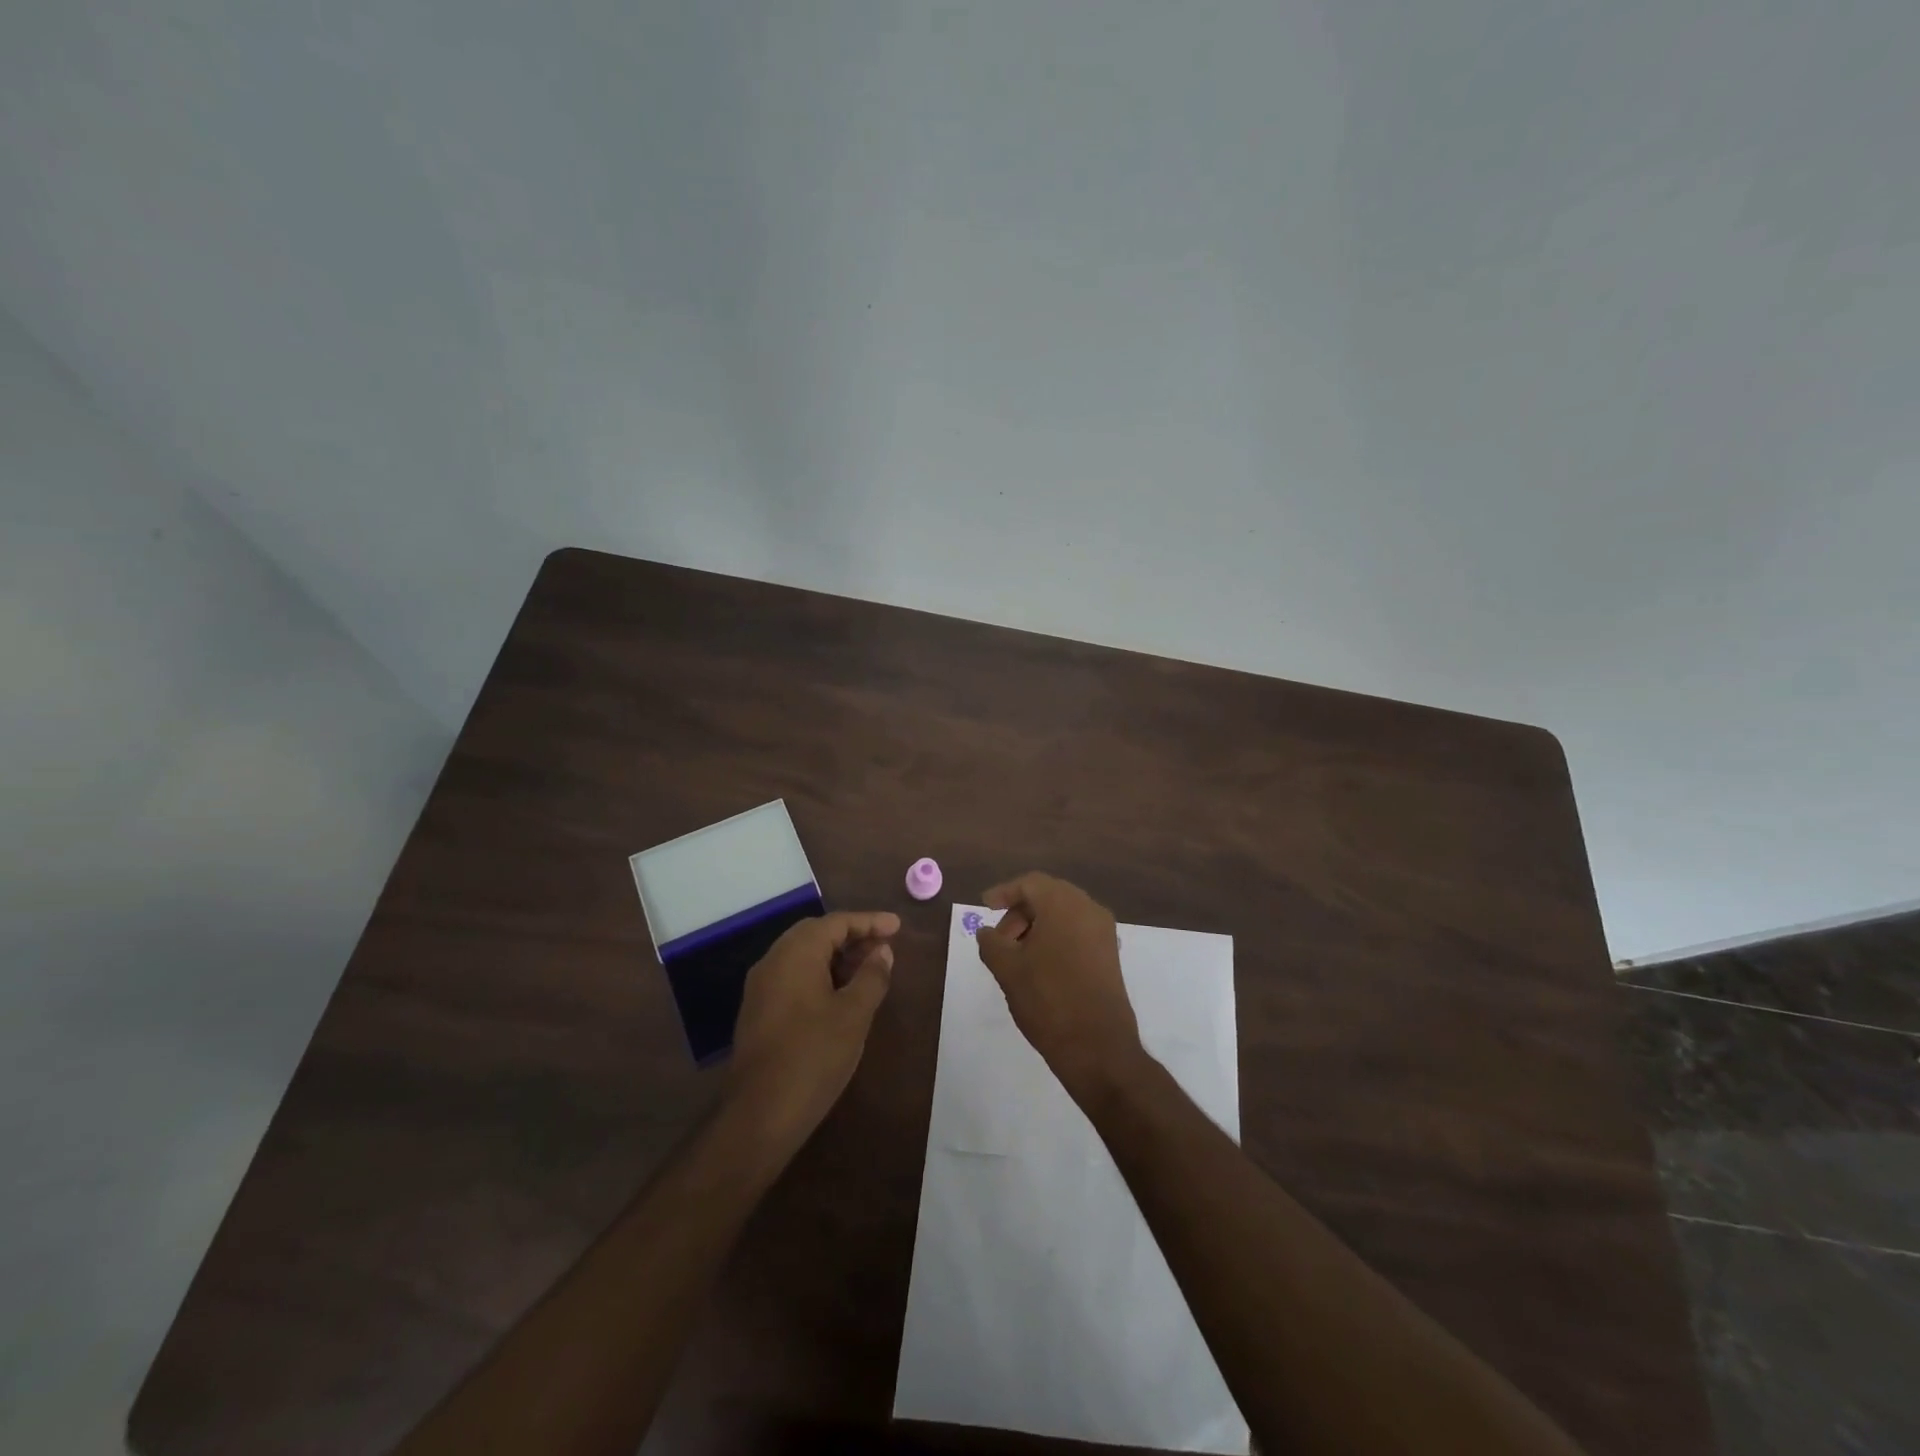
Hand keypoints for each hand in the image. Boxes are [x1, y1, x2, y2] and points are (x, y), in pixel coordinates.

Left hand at [727, 911, 899, 1147]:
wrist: (759, 1115)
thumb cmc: (813, 1057)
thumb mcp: (854, 1014)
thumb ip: (872, 976)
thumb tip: (882, 951)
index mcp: (795, 953)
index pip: (836, 922)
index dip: (870, 922)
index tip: (898, 927)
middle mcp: (773, 961)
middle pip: (816, 934)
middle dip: (852, 936)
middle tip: (884, 945)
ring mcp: (761, 987)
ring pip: (803, 956)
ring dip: (836, 956)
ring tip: (869, 969)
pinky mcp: (758, 1011)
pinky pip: (793, 976)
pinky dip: (820, 974)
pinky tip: (840, 995)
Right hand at [975, 874, 1147, 1107]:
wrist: (1098, 1046)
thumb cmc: (1048, 1000)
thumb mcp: (1008, 970)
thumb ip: (991, 943)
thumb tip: (986, 932)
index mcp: (1064, 904)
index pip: (1030, 883)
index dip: (1004, 892)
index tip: (985, 907)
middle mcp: (1089, 909)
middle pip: (1048, 896)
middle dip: (1020, 912)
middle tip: (999, 938)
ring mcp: (1104, 932)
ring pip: (1064, 914)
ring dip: (1037, 926)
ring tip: (1016, 955)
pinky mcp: (1110, 954)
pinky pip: (1077, 931)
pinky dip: (1055, 937)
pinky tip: (1039, 965)